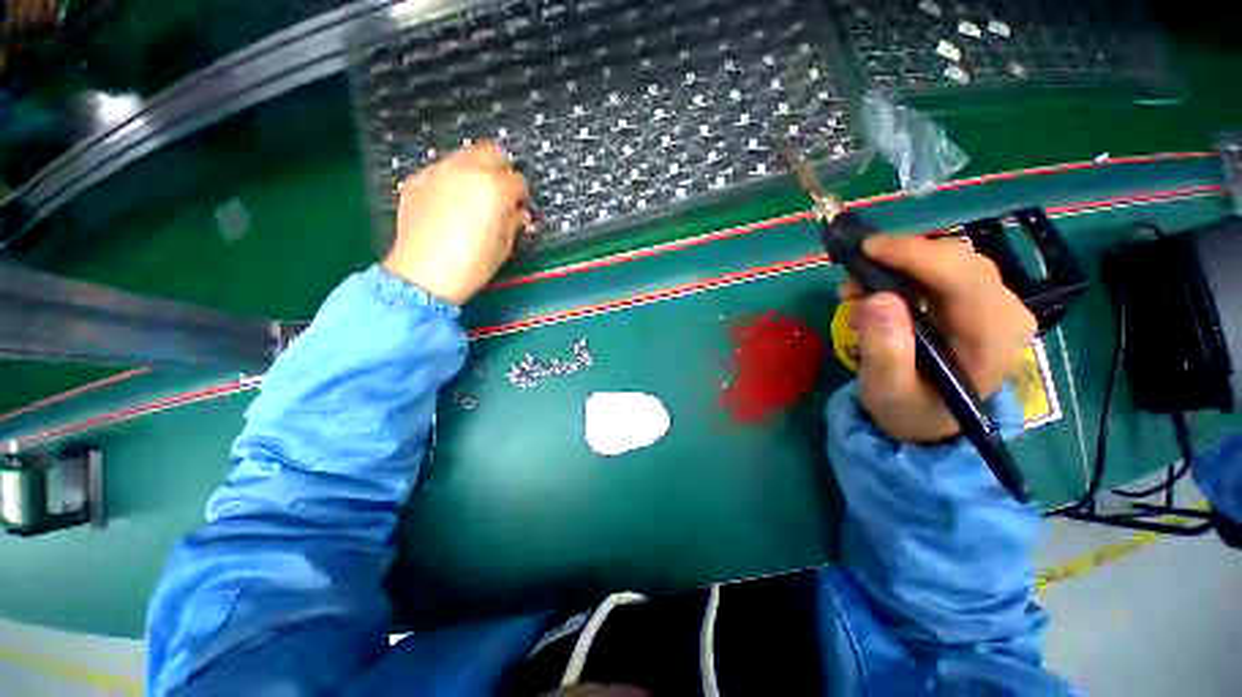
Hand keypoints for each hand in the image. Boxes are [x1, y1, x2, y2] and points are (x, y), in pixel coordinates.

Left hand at [383, 142, 530, 304]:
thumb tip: (518, 213)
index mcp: (495, 188)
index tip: (519, 211)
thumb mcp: (504, 246)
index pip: (517, 181)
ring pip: (465, 156)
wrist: (424, 273)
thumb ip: (514, 223)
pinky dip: (452, 181)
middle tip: (501, 195)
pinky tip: (450, 205)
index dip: (521, 197)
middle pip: (492, 153)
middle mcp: (467, 170)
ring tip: (474, 198)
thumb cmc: (473, 264)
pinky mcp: (417, 180)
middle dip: (501, 171)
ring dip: (476, 172)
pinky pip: (441, 171)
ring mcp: (439, 171)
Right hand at [839, 235, 1036, 441]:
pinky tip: (880, 287)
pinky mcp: (981, 301)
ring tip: (859, 288)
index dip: (915, 255)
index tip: (866, 250)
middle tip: (853, 277)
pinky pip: (946, 269)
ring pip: (951, 260)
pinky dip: (908, 271)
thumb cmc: (909, 409)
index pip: (964, 278)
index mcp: (992, 339)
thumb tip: (876, 299)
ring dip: (901, 265)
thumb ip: (885, 350)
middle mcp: (1006, 314)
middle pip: (959, 261)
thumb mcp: (888, 390)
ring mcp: (996, 305)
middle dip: (902, 259)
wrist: (930, 420)